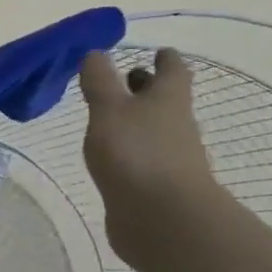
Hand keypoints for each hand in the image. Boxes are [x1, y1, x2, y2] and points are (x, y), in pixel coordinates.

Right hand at [80, 48, 218, 267]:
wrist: (164, 220)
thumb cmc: (136, 154)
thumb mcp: (109, 110)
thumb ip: (100, 82)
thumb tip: (96, 52)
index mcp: (167, 100)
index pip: (172, 70)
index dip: (166, 59)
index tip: (159, 51)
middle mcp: (175, 125)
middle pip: (166, 100)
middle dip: (148, 89)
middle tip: (129, 80)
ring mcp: (170, 159)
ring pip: (155, 130)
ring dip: (138, 122)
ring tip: (111, 118)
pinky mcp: (158, 187)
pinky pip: (145, 160)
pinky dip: (132, 152)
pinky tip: (112, 157)